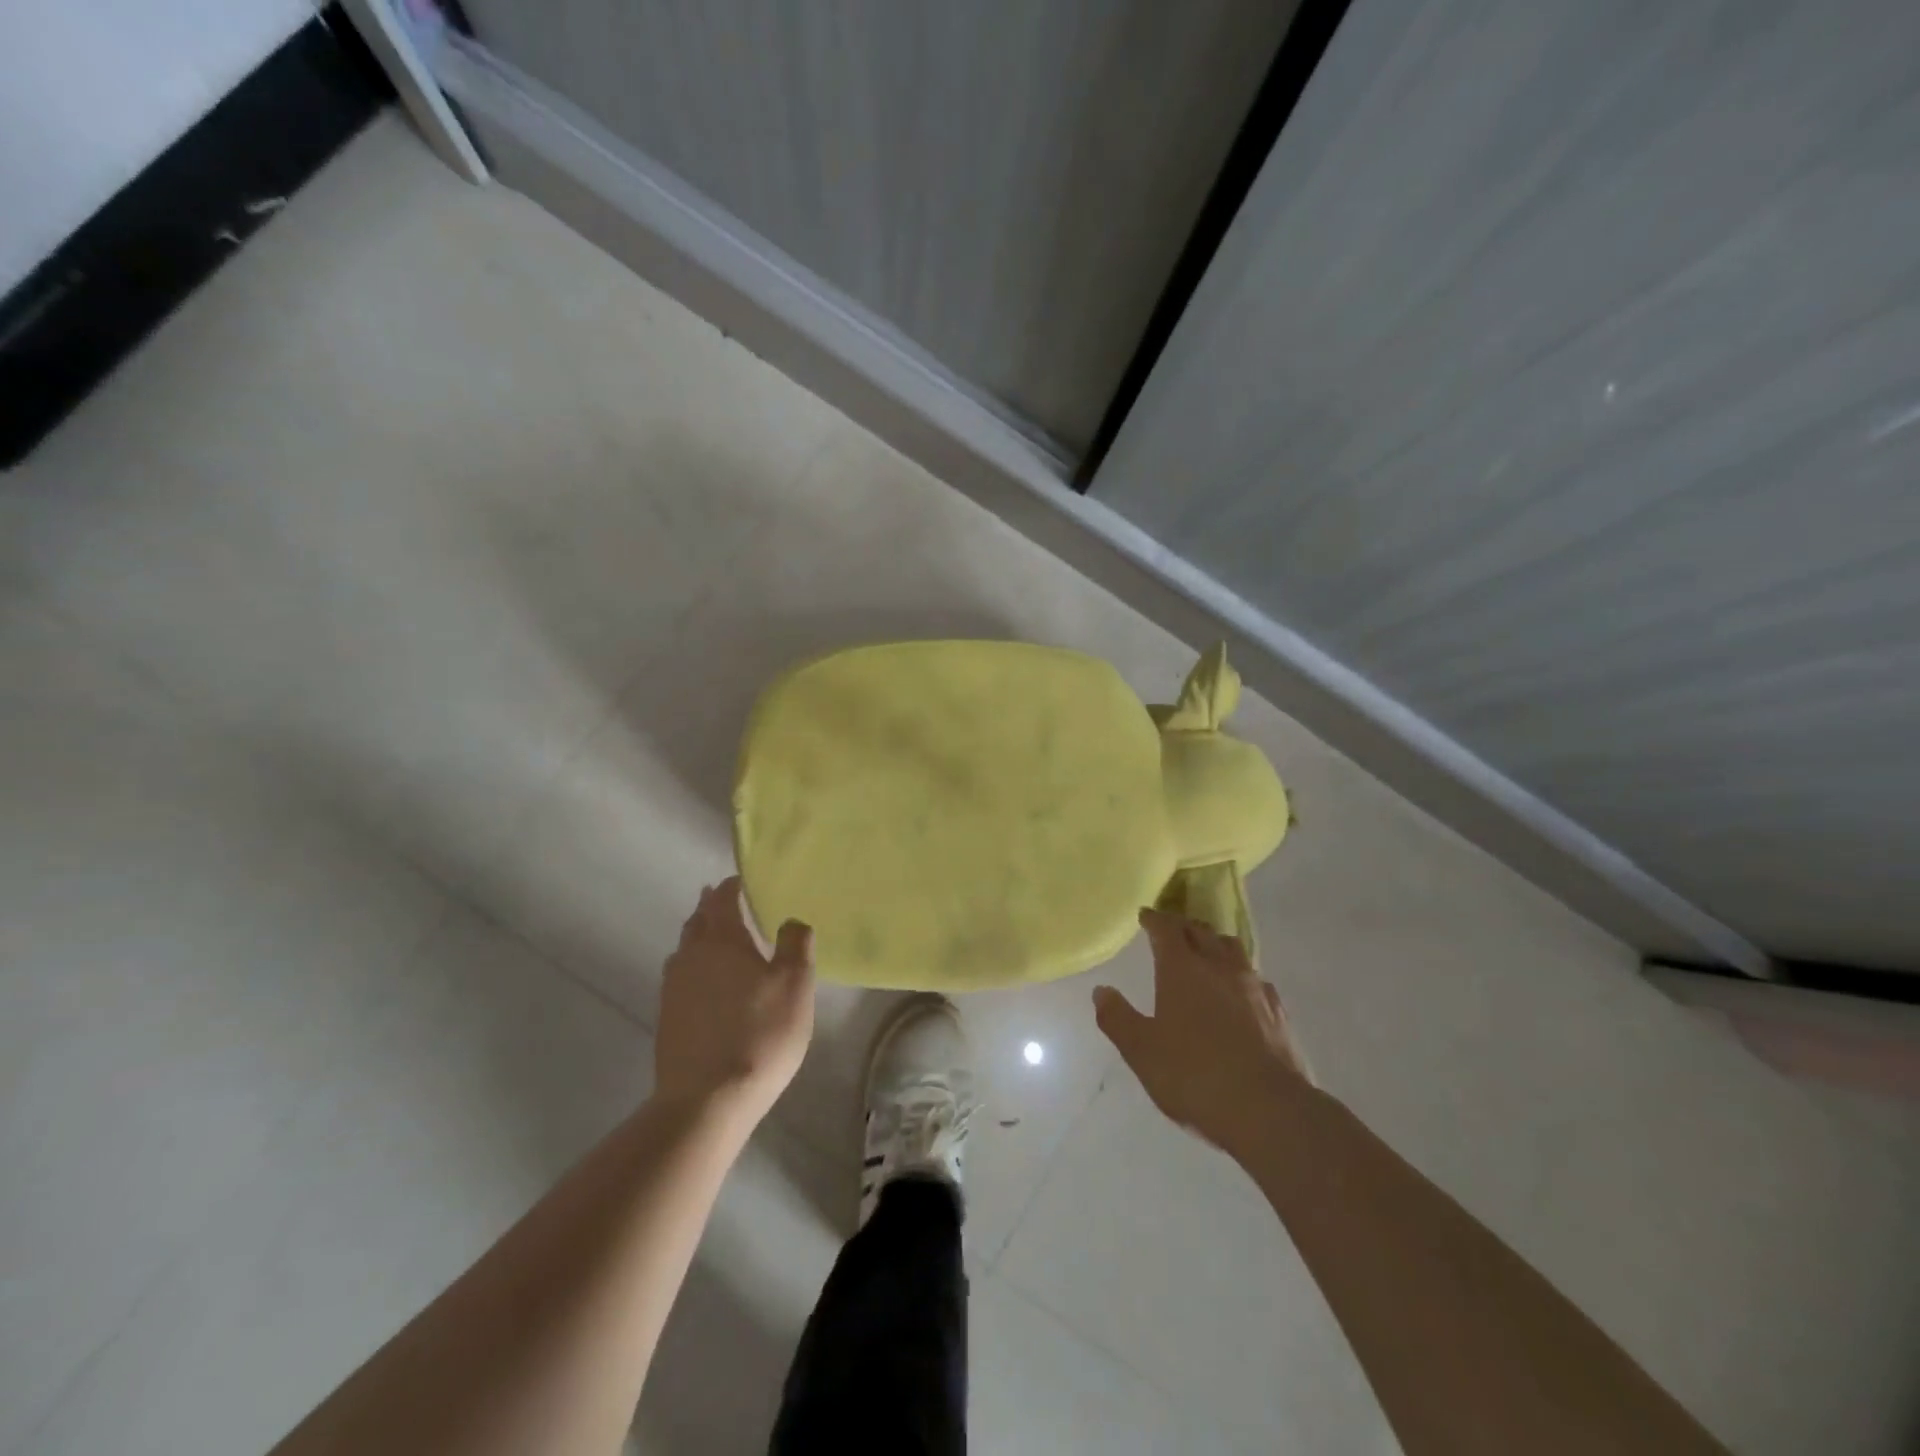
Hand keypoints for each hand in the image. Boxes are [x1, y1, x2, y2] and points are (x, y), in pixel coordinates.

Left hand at [655, 877, 814, 1126]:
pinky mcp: (667, 1020)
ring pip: (685, 950)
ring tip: (716, 939)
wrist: (706, 1100)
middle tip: (726, 901)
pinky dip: (694, 968)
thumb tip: (791, 920)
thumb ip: (796, 944)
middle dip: (711, 908)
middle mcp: (690, 956)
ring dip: (700, 937)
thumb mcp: (795, 985)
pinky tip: (706, 984)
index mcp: (721, 940)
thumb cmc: (759, 1033)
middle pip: (698, 922)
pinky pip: (681, 978)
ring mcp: (673, 989)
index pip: (722, 900)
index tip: (740, 880)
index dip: (731, 886)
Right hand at [1094, 906, 1309, 1158]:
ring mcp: (1254, 988)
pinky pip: (1257, 980)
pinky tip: (1242, 993)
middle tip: (1173, 931)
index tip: (1146, 915)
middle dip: (1184, 927)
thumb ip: (1118, 1018)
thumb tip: (1101, 991)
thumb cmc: (1194, 1076)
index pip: (1167, 929)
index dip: (1155, 919)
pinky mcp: (1278, 1012)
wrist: (1269, 1110)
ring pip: (1233, 950)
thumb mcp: (1141, 1051)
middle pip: (1202, 932)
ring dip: (1216, 945)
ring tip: (1208, 953)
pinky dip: (1242, 976)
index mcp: (1182, 969)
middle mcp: (1219, 967)